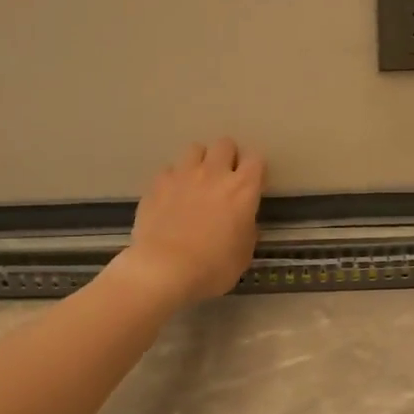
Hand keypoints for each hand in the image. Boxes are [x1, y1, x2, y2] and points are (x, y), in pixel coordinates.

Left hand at [121, 138, 265, 305]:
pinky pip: (169, 170)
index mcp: (243, 189)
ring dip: (200, 162)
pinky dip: (173, 179)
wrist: (165, 269)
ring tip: (197, 182)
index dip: (254, 169)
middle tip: (224, 179)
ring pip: (195, 149)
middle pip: (225, 144)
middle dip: (227, 157)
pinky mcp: (157, 184)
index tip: (252, 183)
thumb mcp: (244, 253)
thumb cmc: (213, 266)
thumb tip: (243, 221)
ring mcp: (183, 175)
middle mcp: (214, 173)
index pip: (256, 159)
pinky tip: (172, 196)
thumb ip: (246, 229)